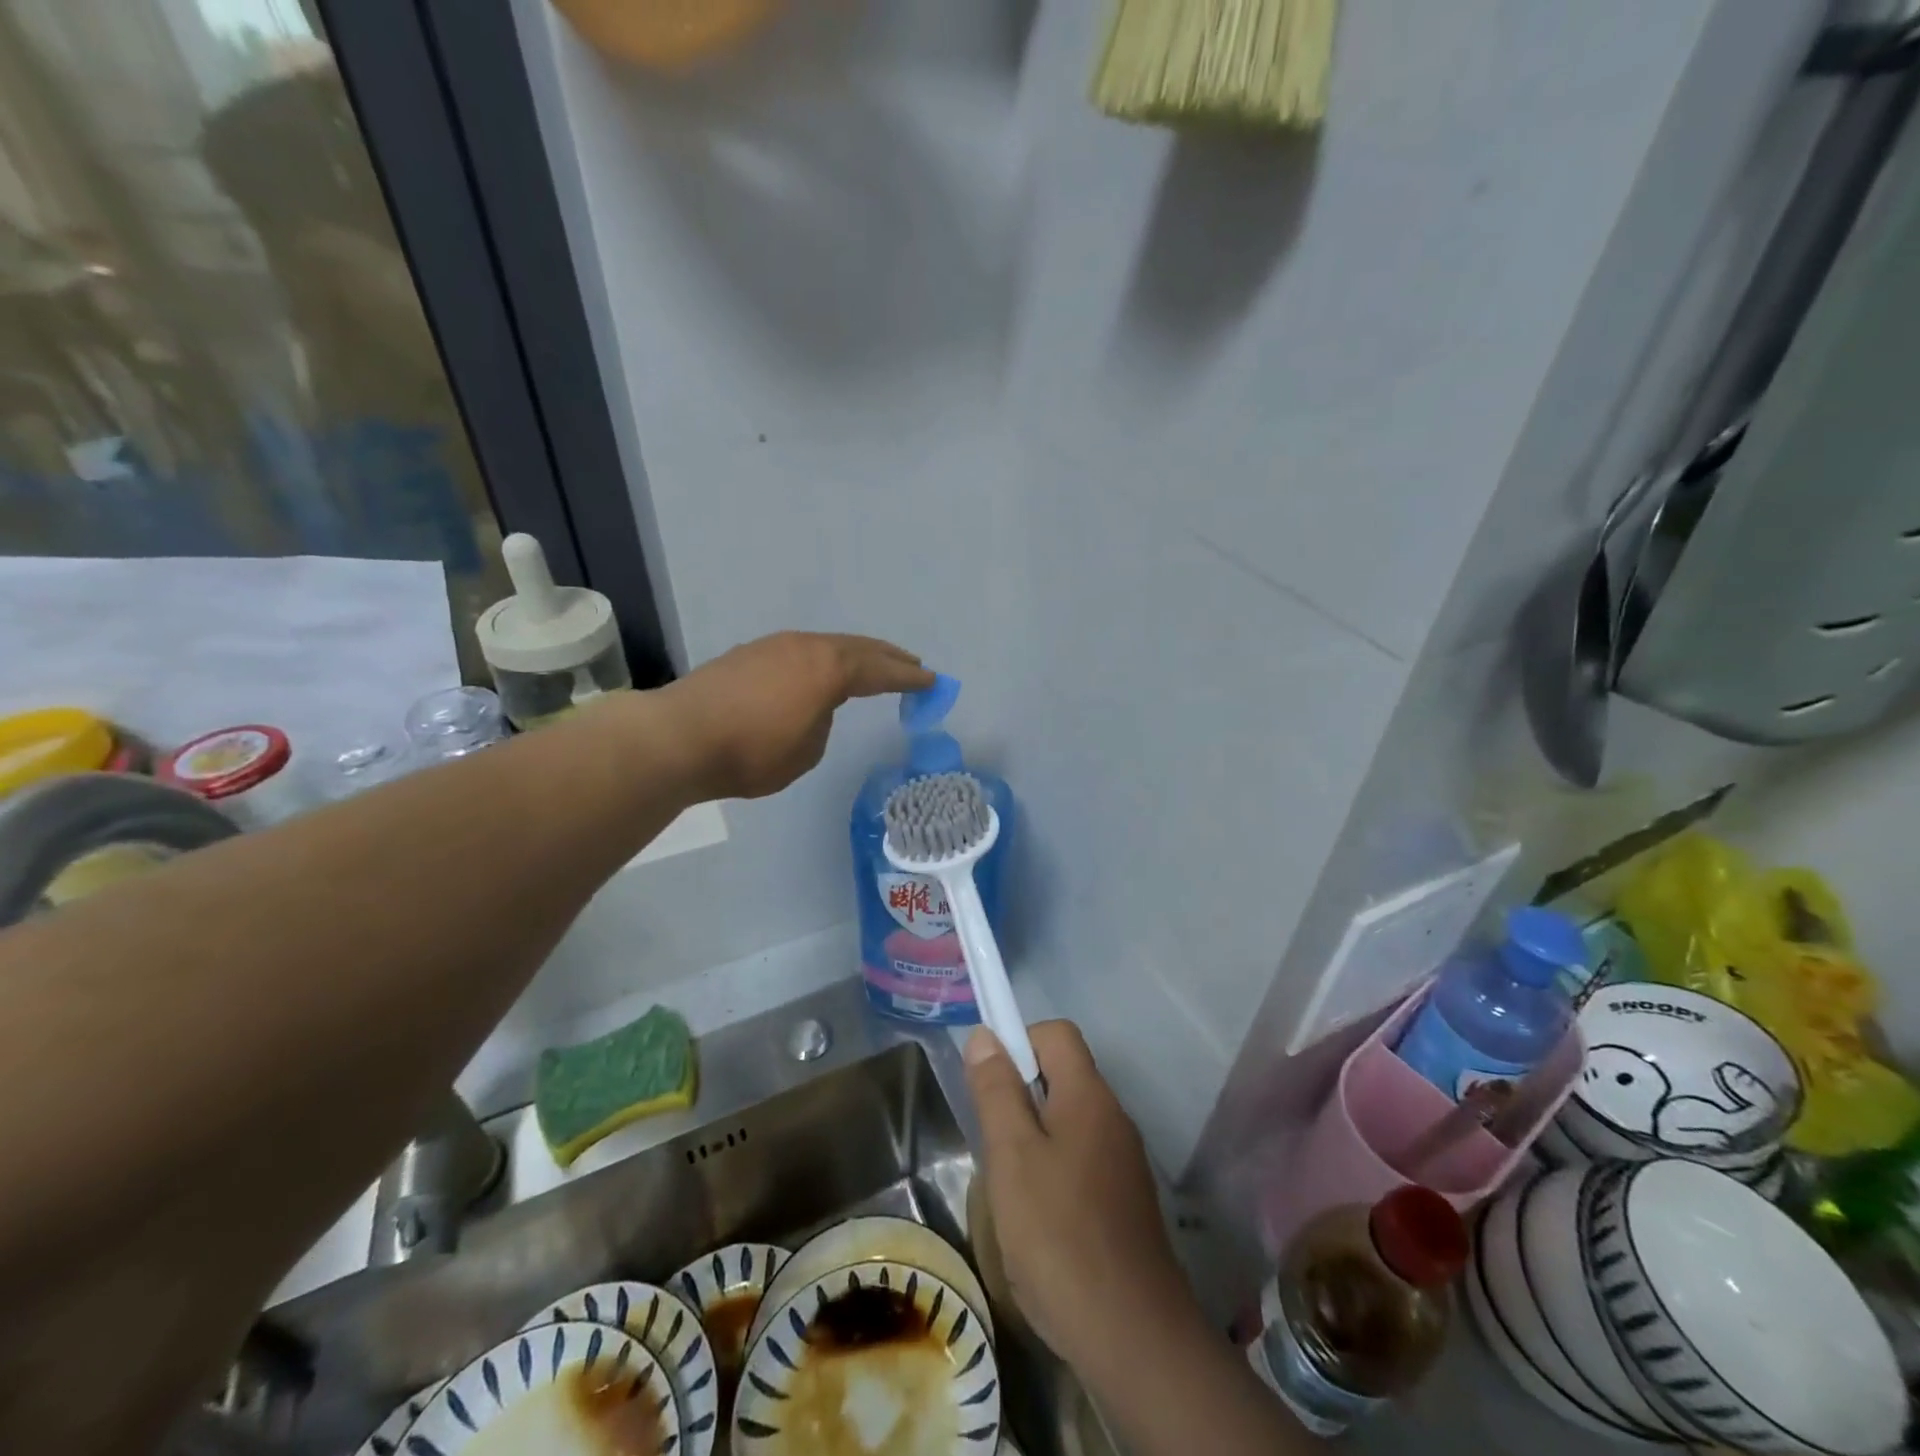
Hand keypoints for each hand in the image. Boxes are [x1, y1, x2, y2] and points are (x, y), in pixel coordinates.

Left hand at [659, 632, 933, 800]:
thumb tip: (813, 707)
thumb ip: (822, 722)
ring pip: (827, 645)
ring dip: (854, 656)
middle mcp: (806, 647)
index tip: (932, 681)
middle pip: (858, 648)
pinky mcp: (749, 654)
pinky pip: (801, 652)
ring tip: (870, 666)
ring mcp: (774, 646)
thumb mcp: (806, 750)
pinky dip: (823, 661)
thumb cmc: (752, 752)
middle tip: (912, 665)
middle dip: (888, 657)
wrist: (680, 737)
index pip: (880, 671)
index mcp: (829, 669)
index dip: (909, 678)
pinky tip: (819, 672)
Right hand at [964, 1022, 1199, 1379]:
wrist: (1132, 1336)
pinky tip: (1038, 1221)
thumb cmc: (1058, 1234)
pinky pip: (1082, 1161)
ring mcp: (1124, 1161)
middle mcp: (1113, 1117)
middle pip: (1062, 1076)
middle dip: (1020, 1096)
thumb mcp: (1012, 1156)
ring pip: (1069, 1122)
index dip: (1018, 1042)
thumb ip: (996, 1091)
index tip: (989, 1085)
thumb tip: (985, 1034)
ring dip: (1034, 1139)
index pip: (1056, 1033)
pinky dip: (1054, 1172)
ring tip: (1010, 1188)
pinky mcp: (1126, 1201)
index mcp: (1088, 1095)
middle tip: (994, 1144)